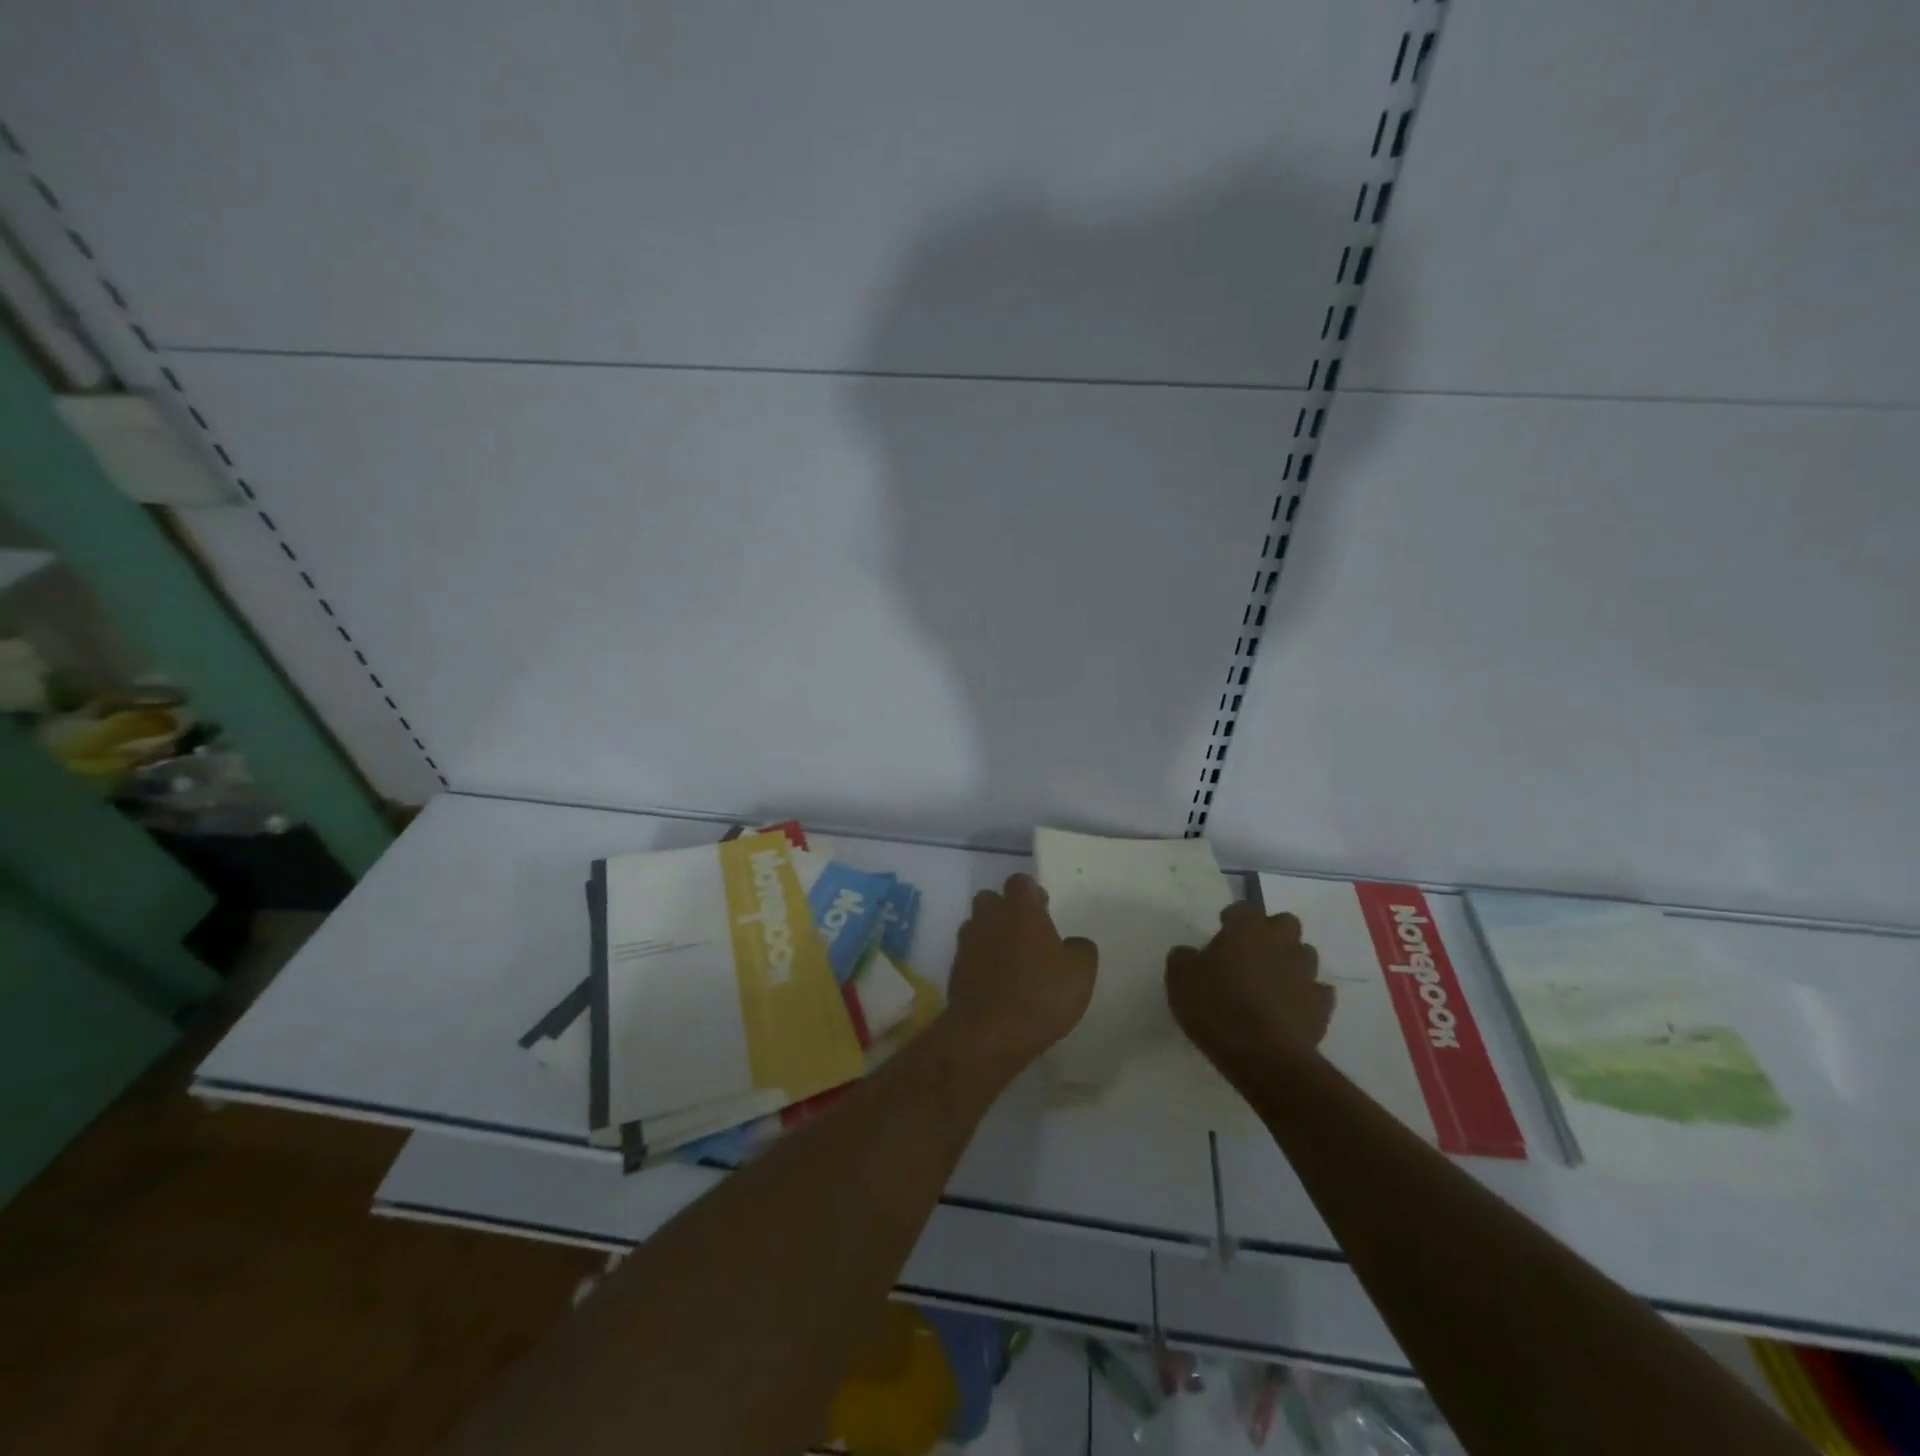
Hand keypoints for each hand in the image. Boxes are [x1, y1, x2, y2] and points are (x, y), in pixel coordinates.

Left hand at [942, 874, 1096, 1084]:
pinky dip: (981, 961)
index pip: (1020, 882)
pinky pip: (969, 953)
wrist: (989, 1033)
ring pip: (977, 925)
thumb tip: (1073, 943)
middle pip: (992, 899)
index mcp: (1020, 909)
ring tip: (1011, 960)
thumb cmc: (1040, 995)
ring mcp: (967, 942)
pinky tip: (996, 982)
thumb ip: (1081, 949)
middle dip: (1006, 910)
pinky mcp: (955, 968)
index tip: (1044, 910)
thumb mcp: (1080, 974)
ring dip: (991, 935)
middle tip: (1026, 933)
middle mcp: (989, 916)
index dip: (1032, 893)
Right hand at [1166, 902, 1333, 1078]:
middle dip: (1272, 932)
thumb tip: (1191, 954)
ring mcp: (1306, 974)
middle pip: (1286, 923)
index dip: (1232, 918)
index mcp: (1247, 929)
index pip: (1243, 908)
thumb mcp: (1179, 977)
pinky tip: (1291, 1008)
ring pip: (1305, 954)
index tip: (1222, 930)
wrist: (1261, 1054)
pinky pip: (1318, 993)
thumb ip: (1185, 958)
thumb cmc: (1216, 1005)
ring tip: (1272, 981)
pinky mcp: (1321, 1007)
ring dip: (1291, 962)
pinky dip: (1306, 996)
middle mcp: (1281, 943)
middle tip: (1252, 952)